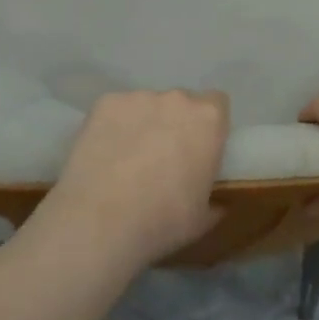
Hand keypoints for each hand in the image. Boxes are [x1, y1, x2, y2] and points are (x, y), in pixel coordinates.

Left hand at [31, 90, 228, 270]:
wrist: (101, 221)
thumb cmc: (163, 220)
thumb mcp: (202, 219)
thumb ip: (214, 201)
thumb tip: (216, 203)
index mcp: (208, 120)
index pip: (217, 104)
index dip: (208, 126)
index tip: (199, 148)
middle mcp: (176, 99)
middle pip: (180, 103)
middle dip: (175, 124)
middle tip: (163, 158)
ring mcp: (137, 98)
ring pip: (146, 107)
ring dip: (143, 125)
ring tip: (126, 160)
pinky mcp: (103, 104)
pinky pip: (115, 111)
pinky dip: (113, 127)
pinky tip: (103, 155)